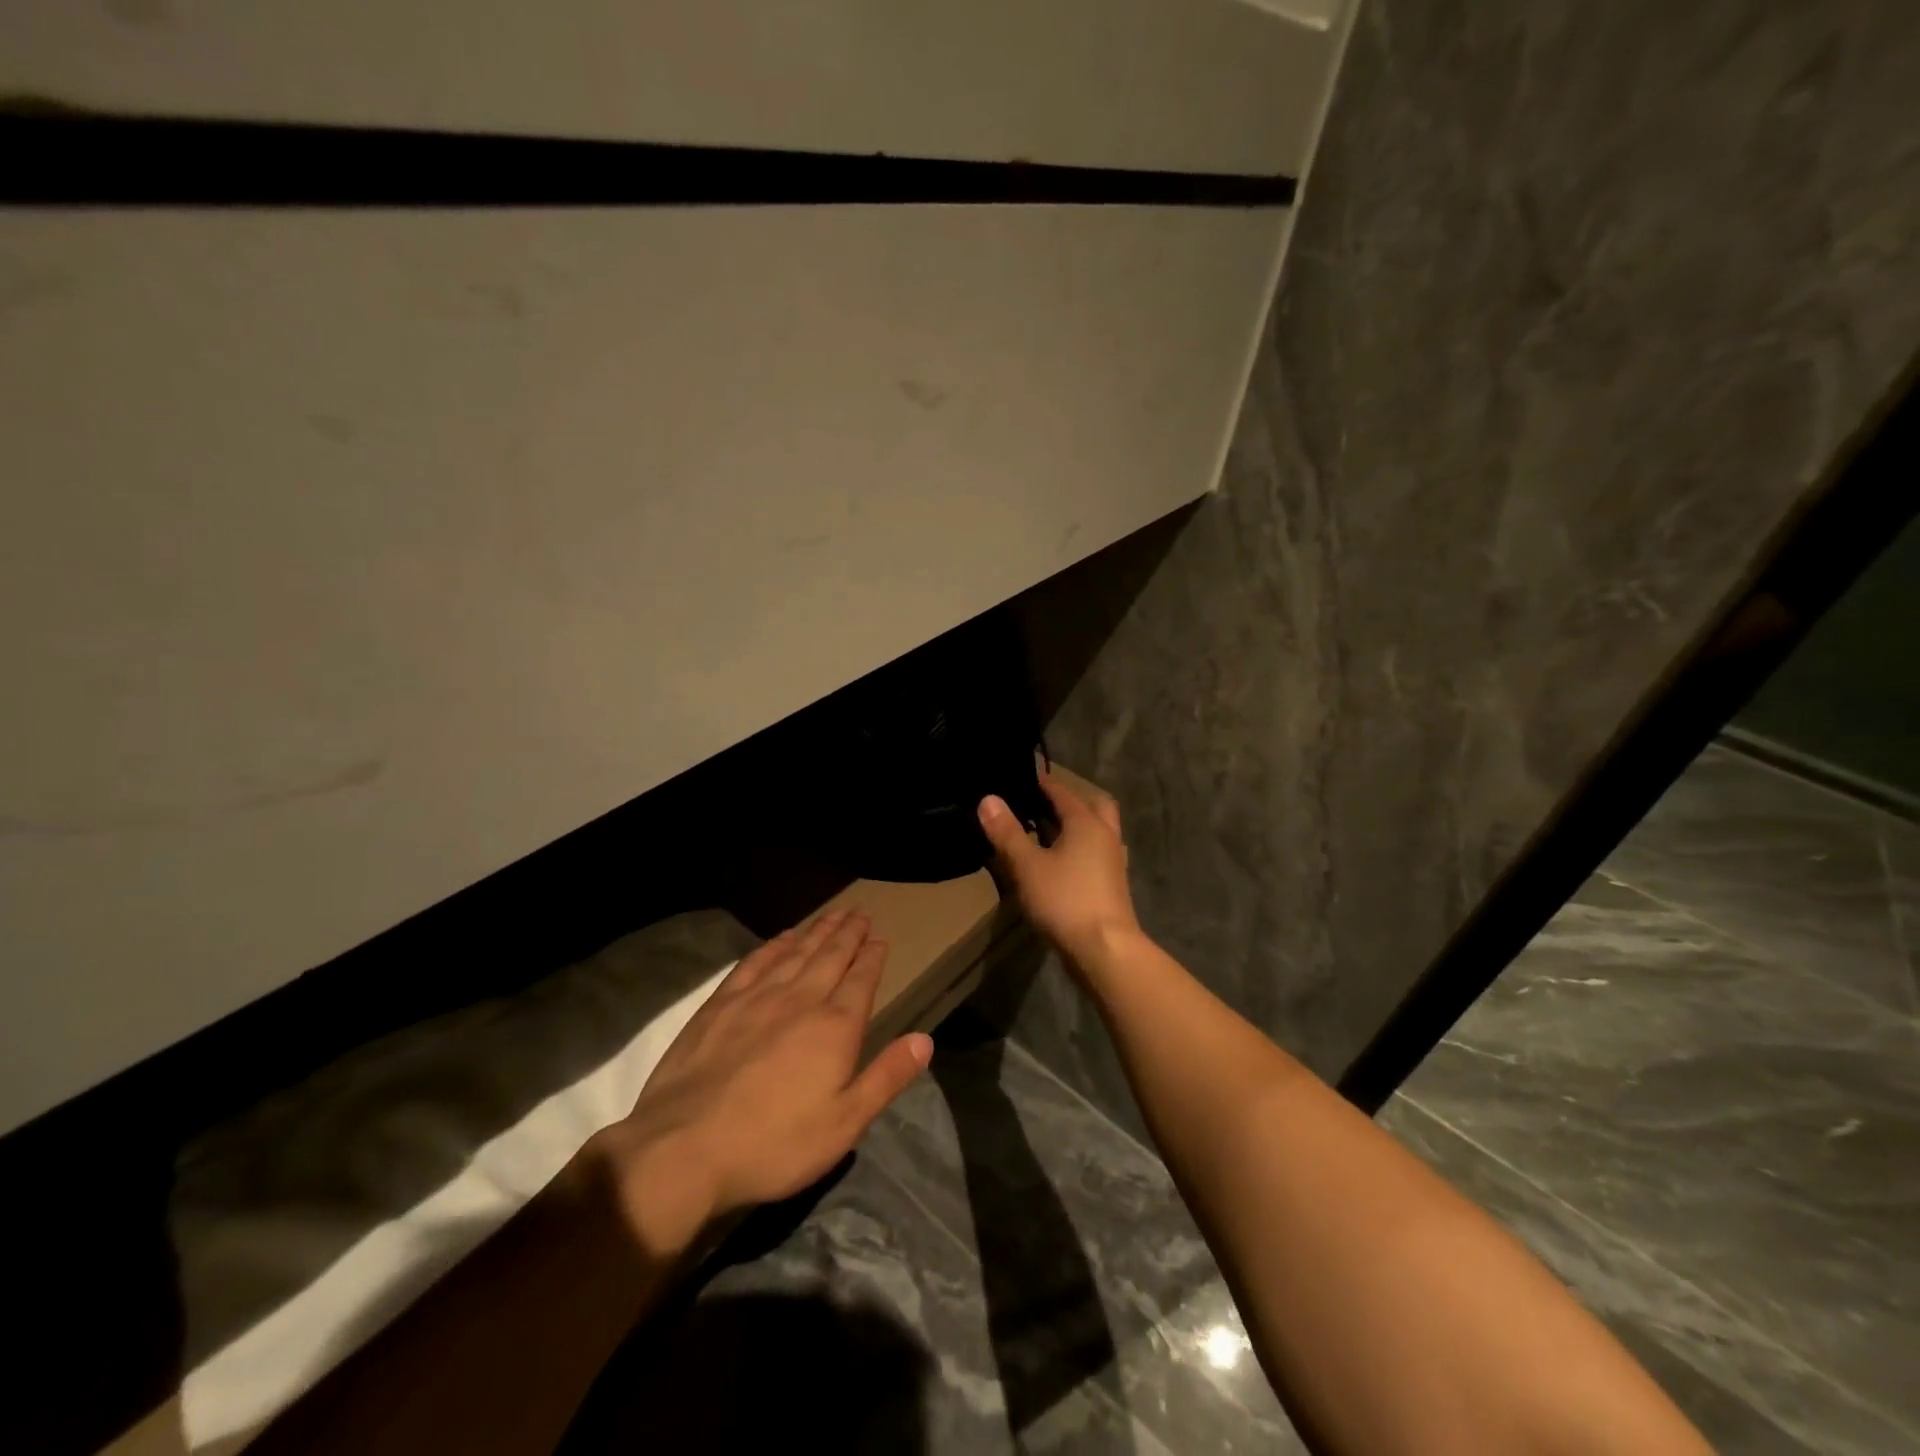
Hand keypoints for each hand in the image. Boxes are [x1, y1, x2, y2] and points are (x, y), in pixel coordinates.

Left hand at [590, 907, 932, 1253]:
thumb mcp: (845, 1123)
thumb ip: (886, 1076)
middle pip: (831, 956)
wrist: (685, 1148)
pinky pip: (755, 962)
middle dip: (848, 933)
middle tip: (860, 912)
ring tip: (832, 914)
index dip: (873, 956)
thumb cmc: (775, 1144)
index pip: (862, 979)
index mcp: (835, 1027)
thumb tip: (925, 1039)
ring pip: (796, 952)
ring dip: (817, 931)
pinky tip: (782, 938)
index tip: (880, 937)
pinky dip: (773, 946)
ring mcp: (757, 997)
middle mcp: (800, 999)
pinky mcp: (720, 1004)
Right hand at [978, 767, 1141, 969]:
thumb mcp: (1027, 866)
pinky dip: (1080, 851)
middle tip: (1042, 807)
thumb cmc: (1065, 900)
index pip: (1062, 792)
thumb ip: (1007, 832)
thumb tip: (988, 798)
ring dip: (1077, 828)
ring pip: (1098, 832)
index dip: (1042, 784)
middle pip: (1093, 806)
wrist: (1105, 949)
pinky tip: (1060, 866)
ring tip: (1047, 835)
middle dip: (1070, 802)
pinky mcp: (1113, 885)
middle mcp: (1105, 835)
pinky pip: (1096, 854)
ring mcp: (1113, 862)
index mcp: (1086, 823)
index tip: (1024, 779)